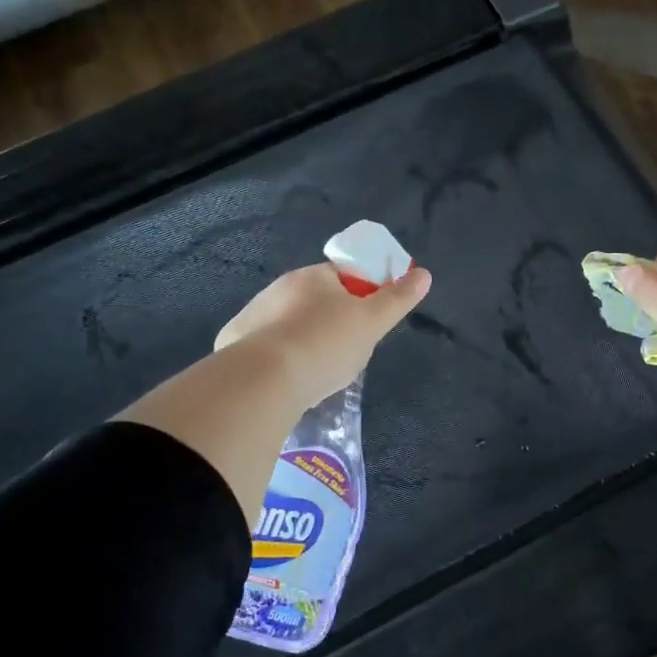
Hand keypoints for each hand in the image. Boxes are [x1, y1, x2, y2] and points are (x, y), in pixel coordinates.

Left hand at [216, 261, 432, 409]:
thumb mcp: (372, 323)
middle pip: (312, 301)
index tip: (365, 323)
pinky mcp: (232, 343)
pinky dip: (275, 359)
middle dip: (328, 322)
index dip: (358, 296)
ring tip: (313, 374)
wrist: (263, 380)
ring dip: (300, 341)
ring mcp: (252, 315)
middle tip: (343, 354)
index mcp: (313, 277)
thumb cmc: (325, 345)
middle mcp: (278, 288)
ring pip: (286, 325)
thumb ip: (398, 299)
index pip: (342, 276)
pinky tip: (284, 382)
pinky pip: (262, 347)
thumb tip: (424, 274)